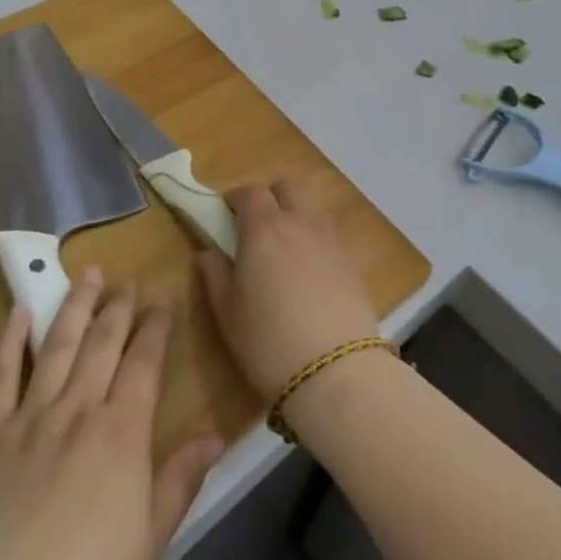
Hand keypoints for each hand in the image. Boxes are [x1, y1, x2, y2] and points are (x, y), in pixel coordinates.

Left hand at [0, 272, 222, 559]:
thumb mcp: (151, 540)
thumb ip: (181, 479)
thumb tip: (217, 435)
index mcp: (122, 431)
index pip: (145, 361)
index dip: (156, 326)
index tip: (164, 297)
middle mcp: (79, 408)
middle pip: (103, 343)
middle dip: (119, 307)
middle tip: (128, 281)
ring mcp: (29, 416)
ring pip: (57, 345)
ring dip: (75, 306)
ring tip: (88, 274)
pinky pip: (0, 375)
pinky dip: (10, 340)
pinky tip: (20, 311)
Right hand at [196, 179, 379, 398]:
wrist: (336, 372)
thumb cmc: (268, 341)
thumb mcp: (228, 313)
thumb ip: (215, 275)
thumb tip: (208, 252)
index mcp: (264, 228)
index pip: (249, 192)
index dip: (235, 199)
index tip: (225, 214)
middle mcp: (300, 222)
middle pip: (287, 187)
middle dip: (269, 197)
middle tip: (255, 226)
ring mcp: (330, 239)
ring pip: (311, 207)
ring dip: (294, 214)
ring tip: (283, 249)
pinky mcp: (352, 261)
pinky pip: (329, 234)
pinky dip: (314, 238)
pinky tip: (308, 271)